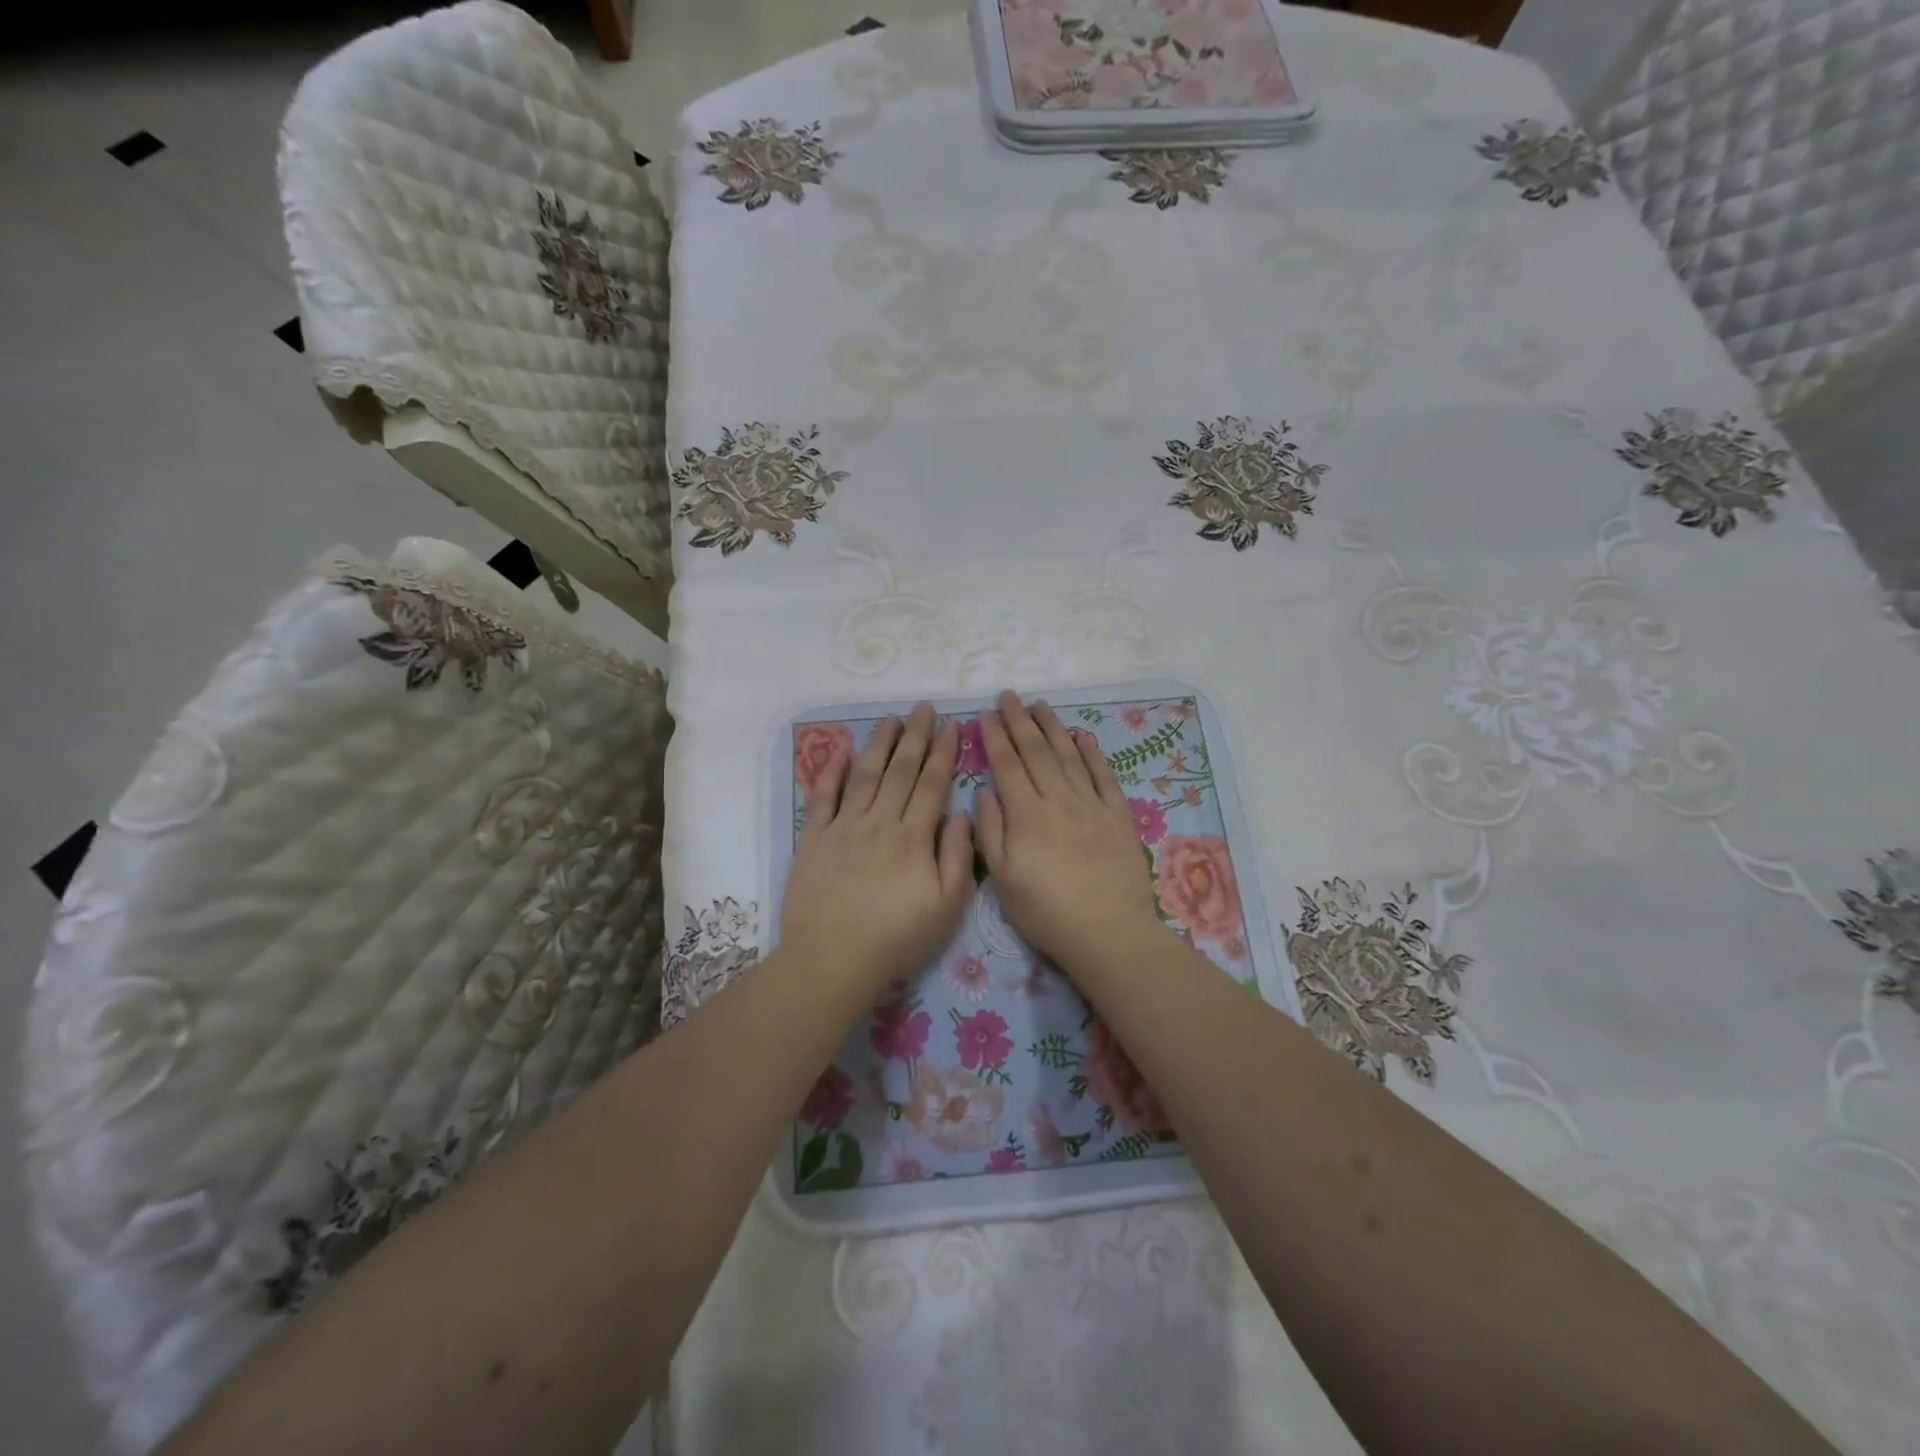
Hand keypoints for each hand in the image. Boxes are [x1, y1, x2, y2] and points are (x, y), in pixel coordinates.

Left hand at [780, 704, 974, 993]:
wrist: (832, 958)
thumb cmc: (897, 937)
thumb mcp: (947, 906)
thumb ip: (957, 856)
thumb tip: (960, 813)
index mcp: (913, 837)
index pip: (932, 784)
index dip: (943, 753)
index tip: (951, 725)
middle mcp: (879, 821)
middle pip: (900, 770)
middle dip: (915, 736)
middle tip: (923, 708)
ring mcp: (843, 827)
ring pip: (865, 775)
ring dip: (879, 744)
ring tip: (891, 719)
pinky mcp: (813, 838)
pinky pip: (822, 796)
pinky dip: (831, 771)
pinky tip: (841, 751)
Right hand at [975, 691, 1164, 971]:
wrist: (1107, 931)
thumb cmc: (1046, 911)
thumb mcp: (1003, 878)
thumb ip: (991, 831)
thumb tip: (985, 791)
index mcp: (1026, 814)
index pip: (1006, 765)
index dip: (995, 737)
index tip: (986, 714)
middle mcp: (1058, 799)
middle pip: (1036, 751)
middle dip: (1020, 721)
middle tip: (1009, 696)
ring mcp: (1091, 804)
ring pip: (1069, 756)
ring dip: (1053, 727)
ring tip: (1040, 705)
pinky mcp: (1118, 816)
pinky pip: (1104, 776)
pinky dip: (1093, 754)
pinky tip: (1084, 737)